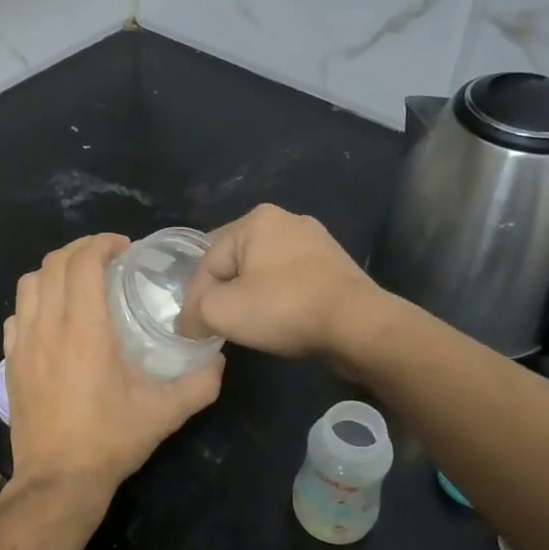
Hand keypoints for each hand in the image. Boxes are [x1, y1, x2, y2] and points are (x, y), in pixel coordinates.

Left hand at [3, 234, 223, 504]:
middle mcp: (48, 327)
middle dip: (81, 250)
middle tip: (107, 258)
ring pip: (29, 284)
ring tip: (79, 281)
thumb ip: (200, 382)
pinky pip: (16, 314)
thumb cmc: (111, 441)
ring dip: (55, 271)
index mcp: (84, 330)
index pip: (82, 262)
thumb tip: (219, 359)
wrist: (58, 480)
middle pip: (53, 264)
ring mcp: (22, 344)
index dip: (102, 243)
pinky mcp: (10, 362)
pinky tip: (53, 318)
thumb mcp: (166, 412)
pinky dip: (35, 302)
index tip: (125, 248)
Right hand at [179, 204, 382, 360]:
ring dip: (251, 298)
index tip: (193, 330)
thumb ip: (196, 313)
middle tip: (218, 327)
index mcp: (256, 219)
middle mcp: (286, 220)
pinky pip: (292, 281)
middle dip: (224, 294)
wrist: (359, 325)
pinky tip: (281, 321)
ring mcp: (316, 241)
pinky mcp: (335, 265)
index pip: (208, 261)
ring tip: (248, 327)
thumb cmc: (285, 308)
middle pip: (235, 263)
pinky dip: (280, 300)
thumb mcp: (223, 312)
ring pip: (264, 272)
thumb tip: (189, 323)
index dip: (196, 298)